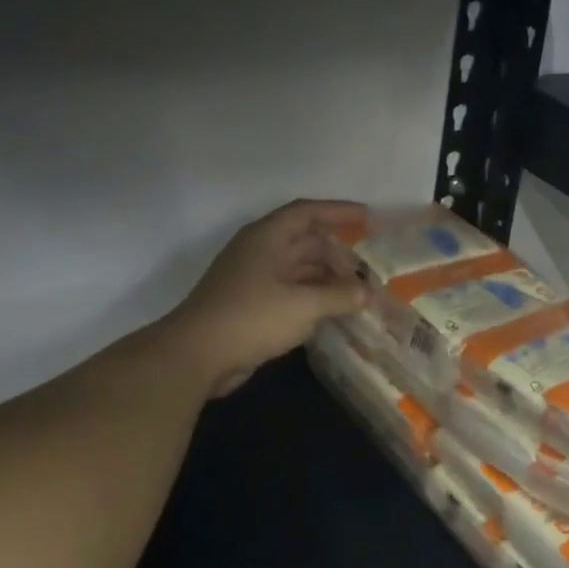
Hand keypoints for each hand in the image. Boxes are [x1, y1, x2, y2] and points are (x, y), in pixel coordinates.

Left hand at [167, 200, 368, 396]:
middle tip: (370, 270)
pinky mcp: (252, 308)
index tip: (368, 218)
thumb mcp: (302, 305)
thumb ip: (338, 296)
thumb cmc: (251, 318)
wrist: (197, 355)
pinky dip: (314, 301)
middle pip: (305, 243)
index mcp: (266, 238)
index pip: (306, 213)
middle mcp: (260, 253)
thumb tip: (366, 293)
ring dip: (328, 281)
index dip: (338, 212)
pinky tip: (336, 314)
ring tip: (360, 294)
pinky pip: (291, 295)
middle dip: (338, 255)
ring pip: (299, 271)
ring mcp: (254, 281)